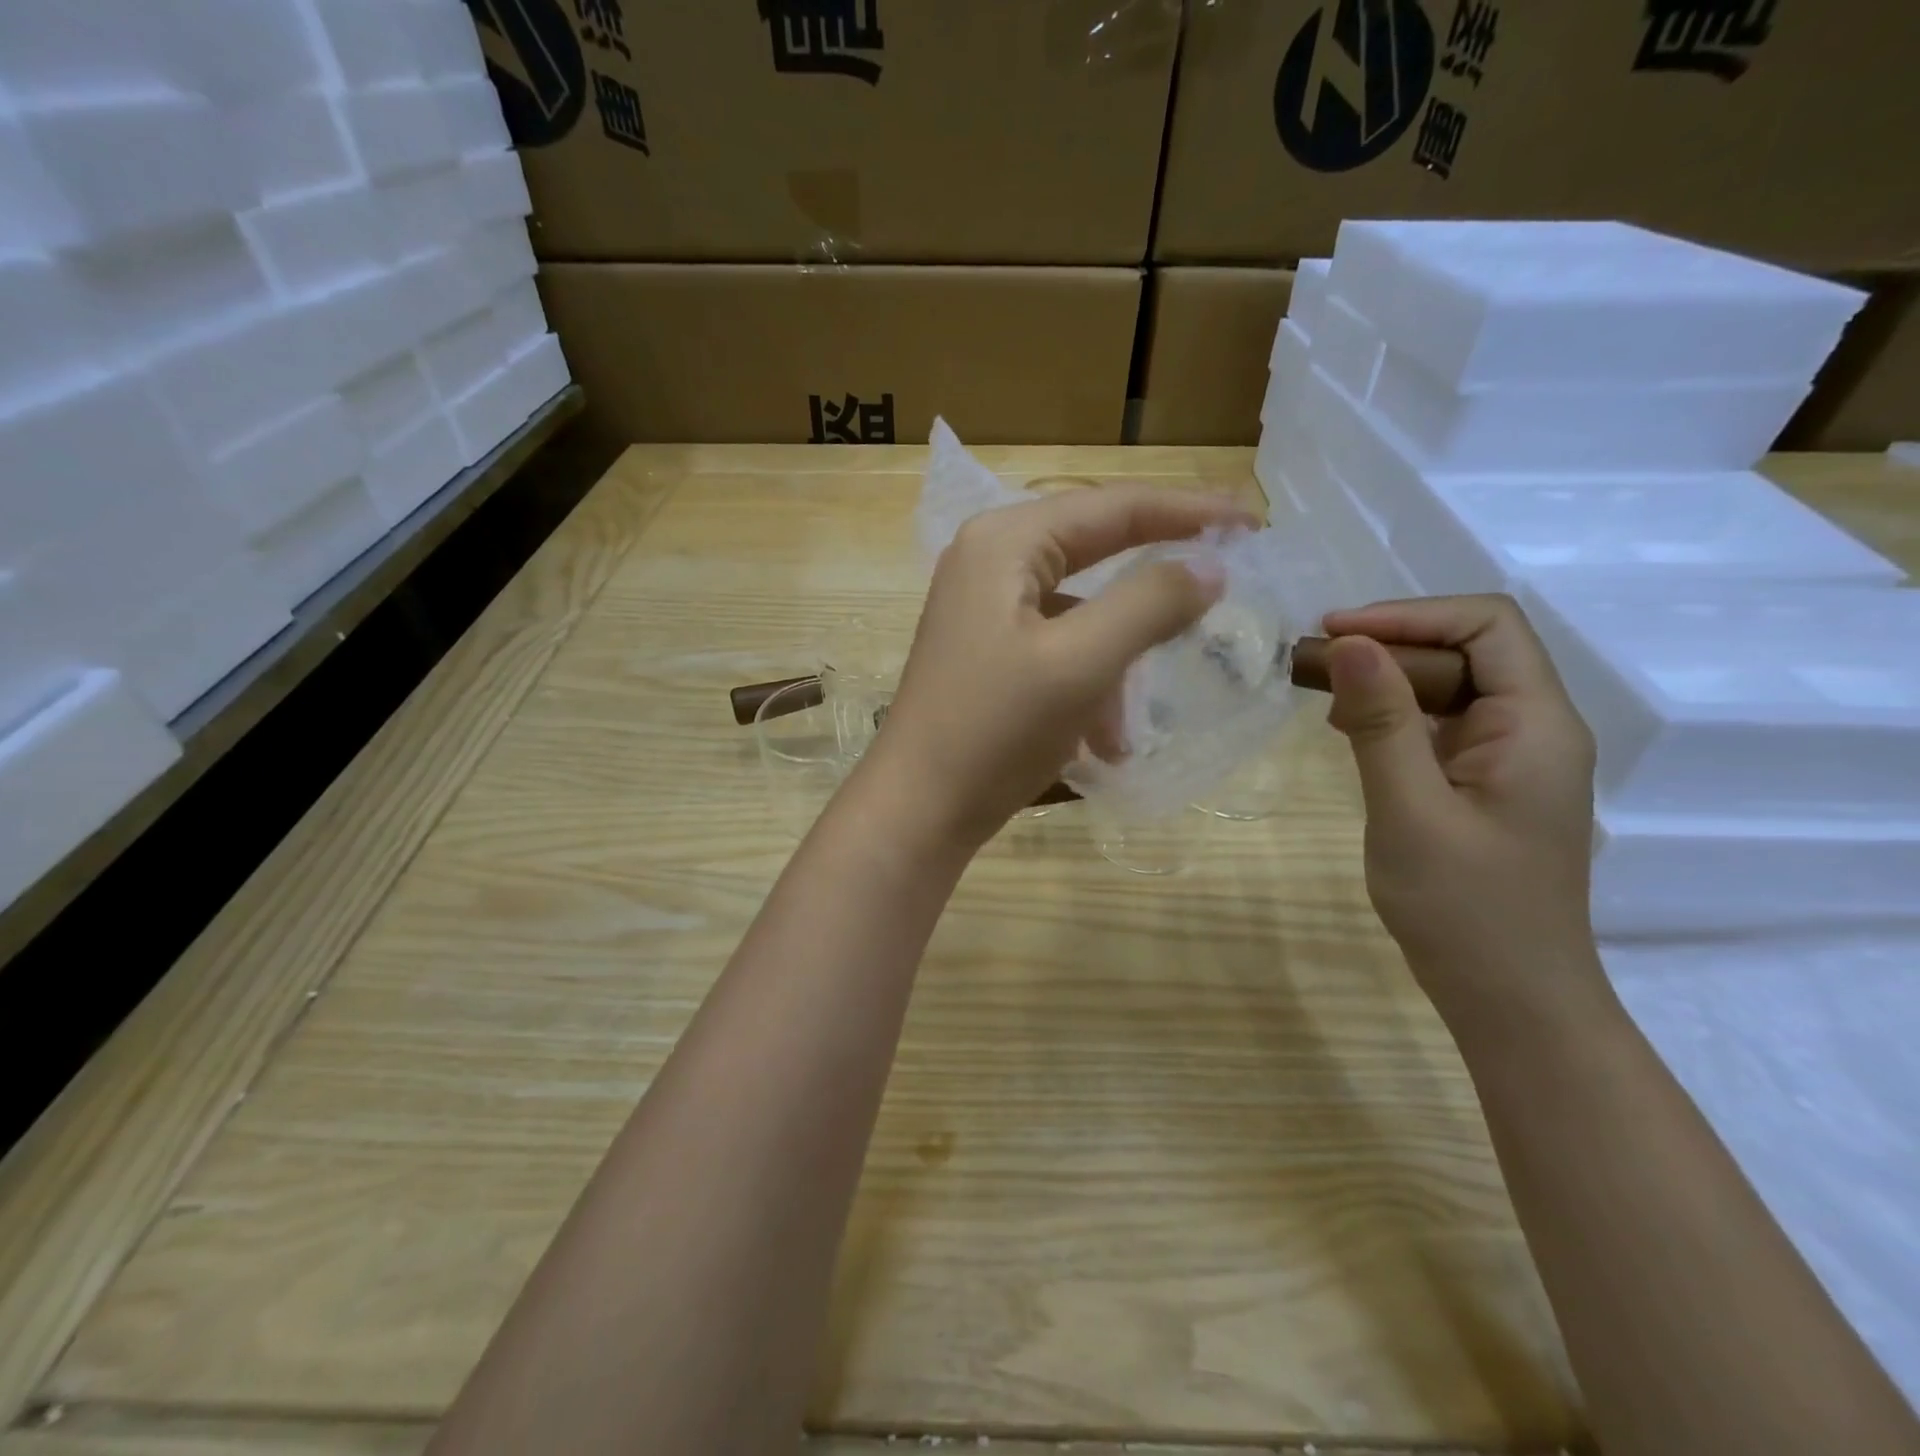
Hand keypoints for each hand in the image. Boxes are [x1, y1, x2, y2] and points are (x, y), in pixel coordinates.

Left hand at [863, 487, 1254, 849]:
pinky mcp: (987, 651)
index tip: (1252, 525)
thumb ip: (1149, 604)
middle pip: (1095, 551)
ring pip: (1080, 611)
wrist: (918, 809)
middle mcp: (990, 561)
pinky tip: (1102, 741)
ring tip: (1132, 719)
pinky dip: (1088, 685)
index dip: (1187, 512)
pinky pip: (1057, 648)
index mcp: (1006, 543)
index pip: (1112, 507)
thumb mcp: (1081, 664)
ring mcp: (984, 608)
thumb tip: (1210, 566)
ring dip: (1118, 660)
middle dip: (1154, 585)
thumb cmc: (994, 729)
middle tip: (1222, 586)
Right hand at [1321, 595, 1601, 1016]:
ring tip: (1324, 694)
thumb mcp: (1410, 811)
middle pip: (1470, 650)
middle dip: (1392, 644)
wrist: (1510, 999)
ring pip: (1453, 687)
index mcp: (1535, 725)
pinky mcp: (1487, 785)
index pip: (1487, 625)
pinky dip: (1395, 717)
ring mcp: (1512, 759)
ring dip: (1389, 680)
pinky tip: (1350, 733)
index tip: (1336, 633)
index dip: (1409, 614)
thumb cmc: (1463, 909)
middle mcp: (1535, 729)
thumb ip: (1382, 723)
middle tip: (1317, 663)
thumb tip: (1352, 643)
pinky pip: (1442, 726)